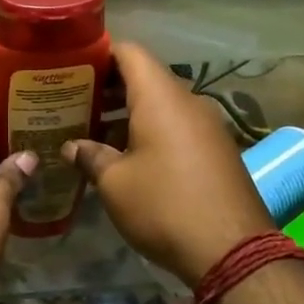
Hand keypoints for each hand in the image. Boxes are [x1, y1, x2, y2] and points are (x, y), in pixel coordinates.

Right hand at [62, 43, 272, 286]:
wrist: (232, 250)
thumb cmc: (164, 206)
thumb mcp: (115, 183)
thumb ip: (90, 156)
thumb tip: (71, 146)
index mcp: (160, 97)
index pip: (129, 53)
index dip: (99, 54)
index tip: (72, 68)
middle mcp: (188, 101)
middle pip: (145, 78)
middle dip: (109, 88)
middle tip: (75, 104)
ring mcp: (208, 125)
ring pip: (161, 105)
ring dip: (128, 114)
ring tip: (94, 132)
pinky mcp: (218, 150)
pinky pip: (178, 127)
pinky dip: (151, 132)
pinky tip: (128, 157)